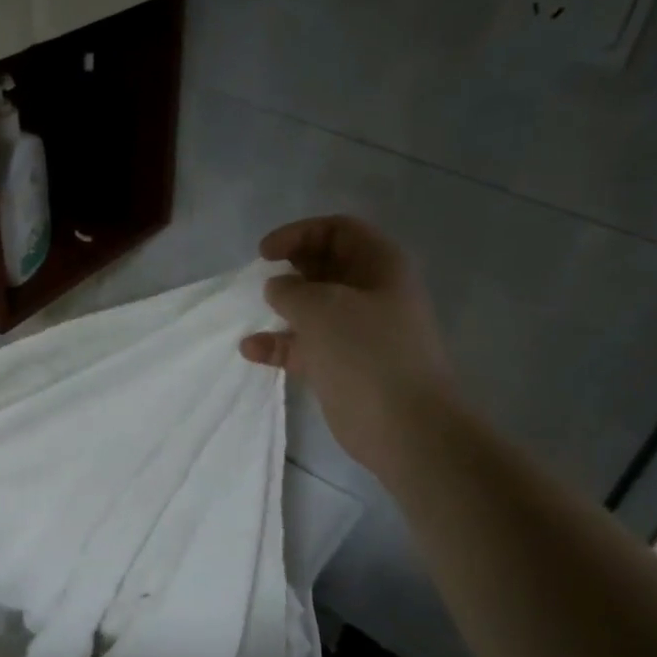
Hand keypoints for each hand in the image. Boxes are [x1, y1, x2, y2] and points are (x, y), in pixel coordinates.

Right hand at [240, 215, 457, 482]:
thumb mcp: (322, 309)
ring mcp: (358, 332)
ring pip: (314, 308)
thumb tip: (278, 288)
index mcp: (380, 266)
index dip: (299, 234)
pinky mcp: (343, 366)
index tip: (264, 254)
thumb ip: (291, 290)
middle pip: (326, 267)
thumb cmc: (367, 354)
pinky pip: (307, 345)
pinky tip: (251, 350)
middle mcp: (371, 293)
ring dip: (283, 308)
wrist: (405, 426)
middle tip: (260, 280)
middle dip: (291, 269)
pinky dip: (281, 345)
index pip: (338, 230)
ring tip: (253, 313)